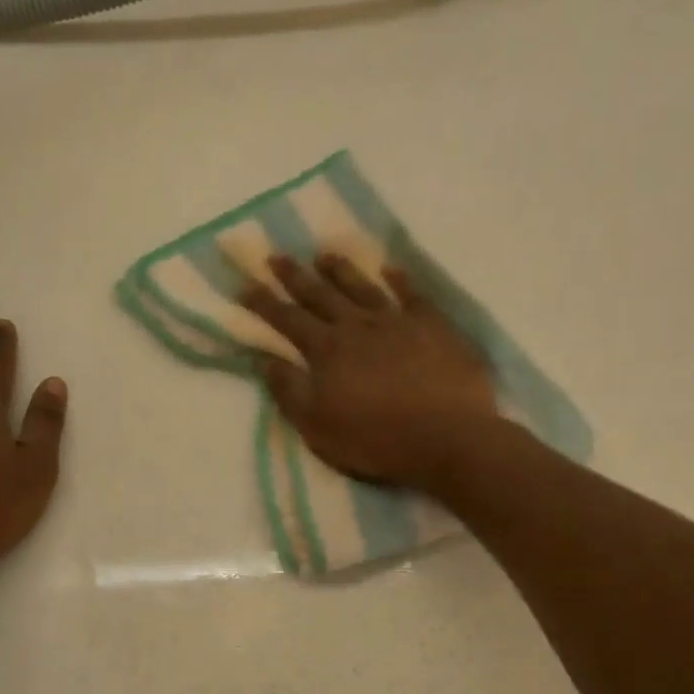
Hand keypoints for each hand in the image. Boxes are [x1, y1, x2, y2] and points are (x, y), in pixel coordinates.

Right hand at [240, 253, 497, 489]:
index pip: (287, 319)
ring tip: (324, 254)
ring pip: (362, 287)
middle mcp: (358, 326)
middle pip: (320, 295)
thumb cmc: (376, 439)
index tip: (245, 283)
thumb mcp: (318, 426)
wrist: (447, 436)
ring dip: (341, 270)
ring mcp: (398, 322)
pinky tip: (391, 269)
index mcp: (327, 351)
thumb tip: (264, 359)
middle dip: (295, 276)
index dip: (264, 302)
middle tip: (276, 255)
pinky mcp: (434, 326)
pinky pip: (412, 294)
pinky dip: (400, 279)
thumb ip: (289, 391)